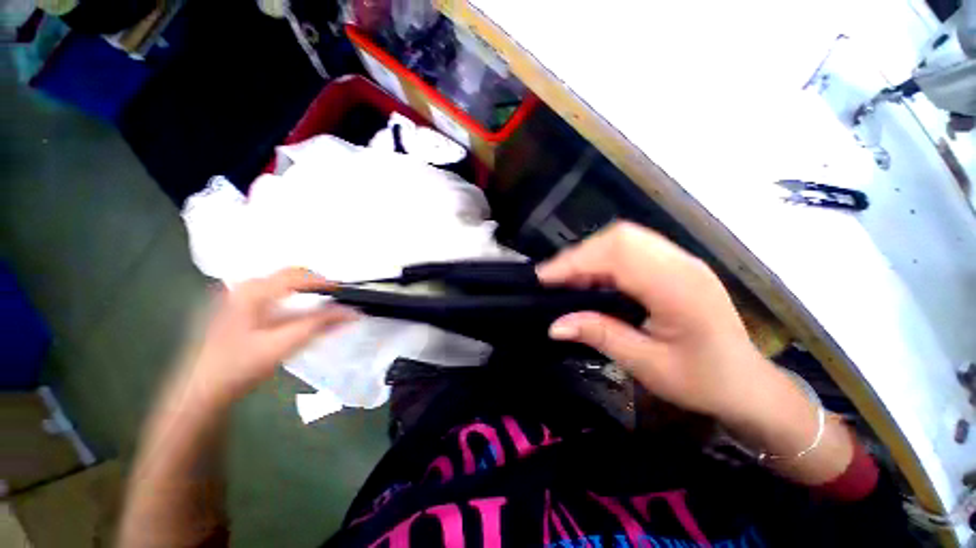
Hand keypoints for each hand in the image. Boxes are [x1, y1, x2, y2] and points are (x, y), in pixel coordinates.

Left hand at [177, 268, 355, 406]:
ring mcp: (239, 296)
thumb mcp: (284, 345)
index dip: (324, 282)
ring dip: (306, 291)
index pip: (296, 276)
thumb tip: (351, 312)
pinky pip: (273, 294)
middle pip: (289, 275)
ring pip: (282, 283)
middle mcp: (244, 287)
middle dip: (316, 283)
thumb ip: (319, 325)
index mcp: (252, 292)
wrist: (203, 390)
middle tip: (335, 298)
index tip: (345, 292)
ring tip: (323, 304)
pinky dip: (294, 299)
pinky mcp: (238, 308)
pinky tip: (301, 314)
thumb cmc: (241, 366)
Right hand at [537, 221, 780, 421]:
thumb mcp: (648, 365)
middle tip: (552, 279)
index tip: (544, 278)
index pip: (618, 255)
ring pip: (624, 239)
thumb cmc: (703, 381)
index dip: (576, 261)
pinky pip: (631, 249)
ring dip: (589, 255)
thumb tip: (555, 325)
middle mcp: (681, 263)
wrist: (747, 384)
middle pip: (620, 237)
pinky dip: (603, 259)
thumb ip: (601, 336)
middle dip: (579, 254)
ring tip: (566, 279)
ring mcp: (680, 260)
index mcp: (679, 288)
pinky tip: (591, 278)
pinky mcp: (674, 264)